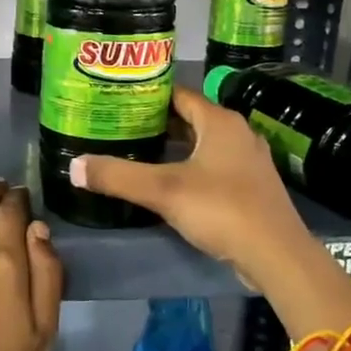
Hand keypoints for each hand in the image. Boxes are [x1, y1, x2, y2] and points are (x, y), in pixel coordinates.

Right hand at [70, 86, 318, 287]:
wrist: (277, 256)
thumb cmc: (222, 209)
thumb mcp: (163, 191)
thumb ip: (117, 177)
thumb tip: (73, 166)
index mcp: (221, 122)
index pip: (179, 94)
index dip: (149, 95)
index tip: (118, 100)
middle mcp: (238, 134)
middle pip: (191, 119)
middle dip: (157, 123)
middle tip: (121, 127)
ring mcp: (248, 162)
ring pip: (203, 145)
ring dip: (174, 147)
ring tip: (138, 153)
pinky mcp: (252, 188)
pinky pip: (214, 167)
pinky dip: (190, 168)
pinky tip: (169, 184)